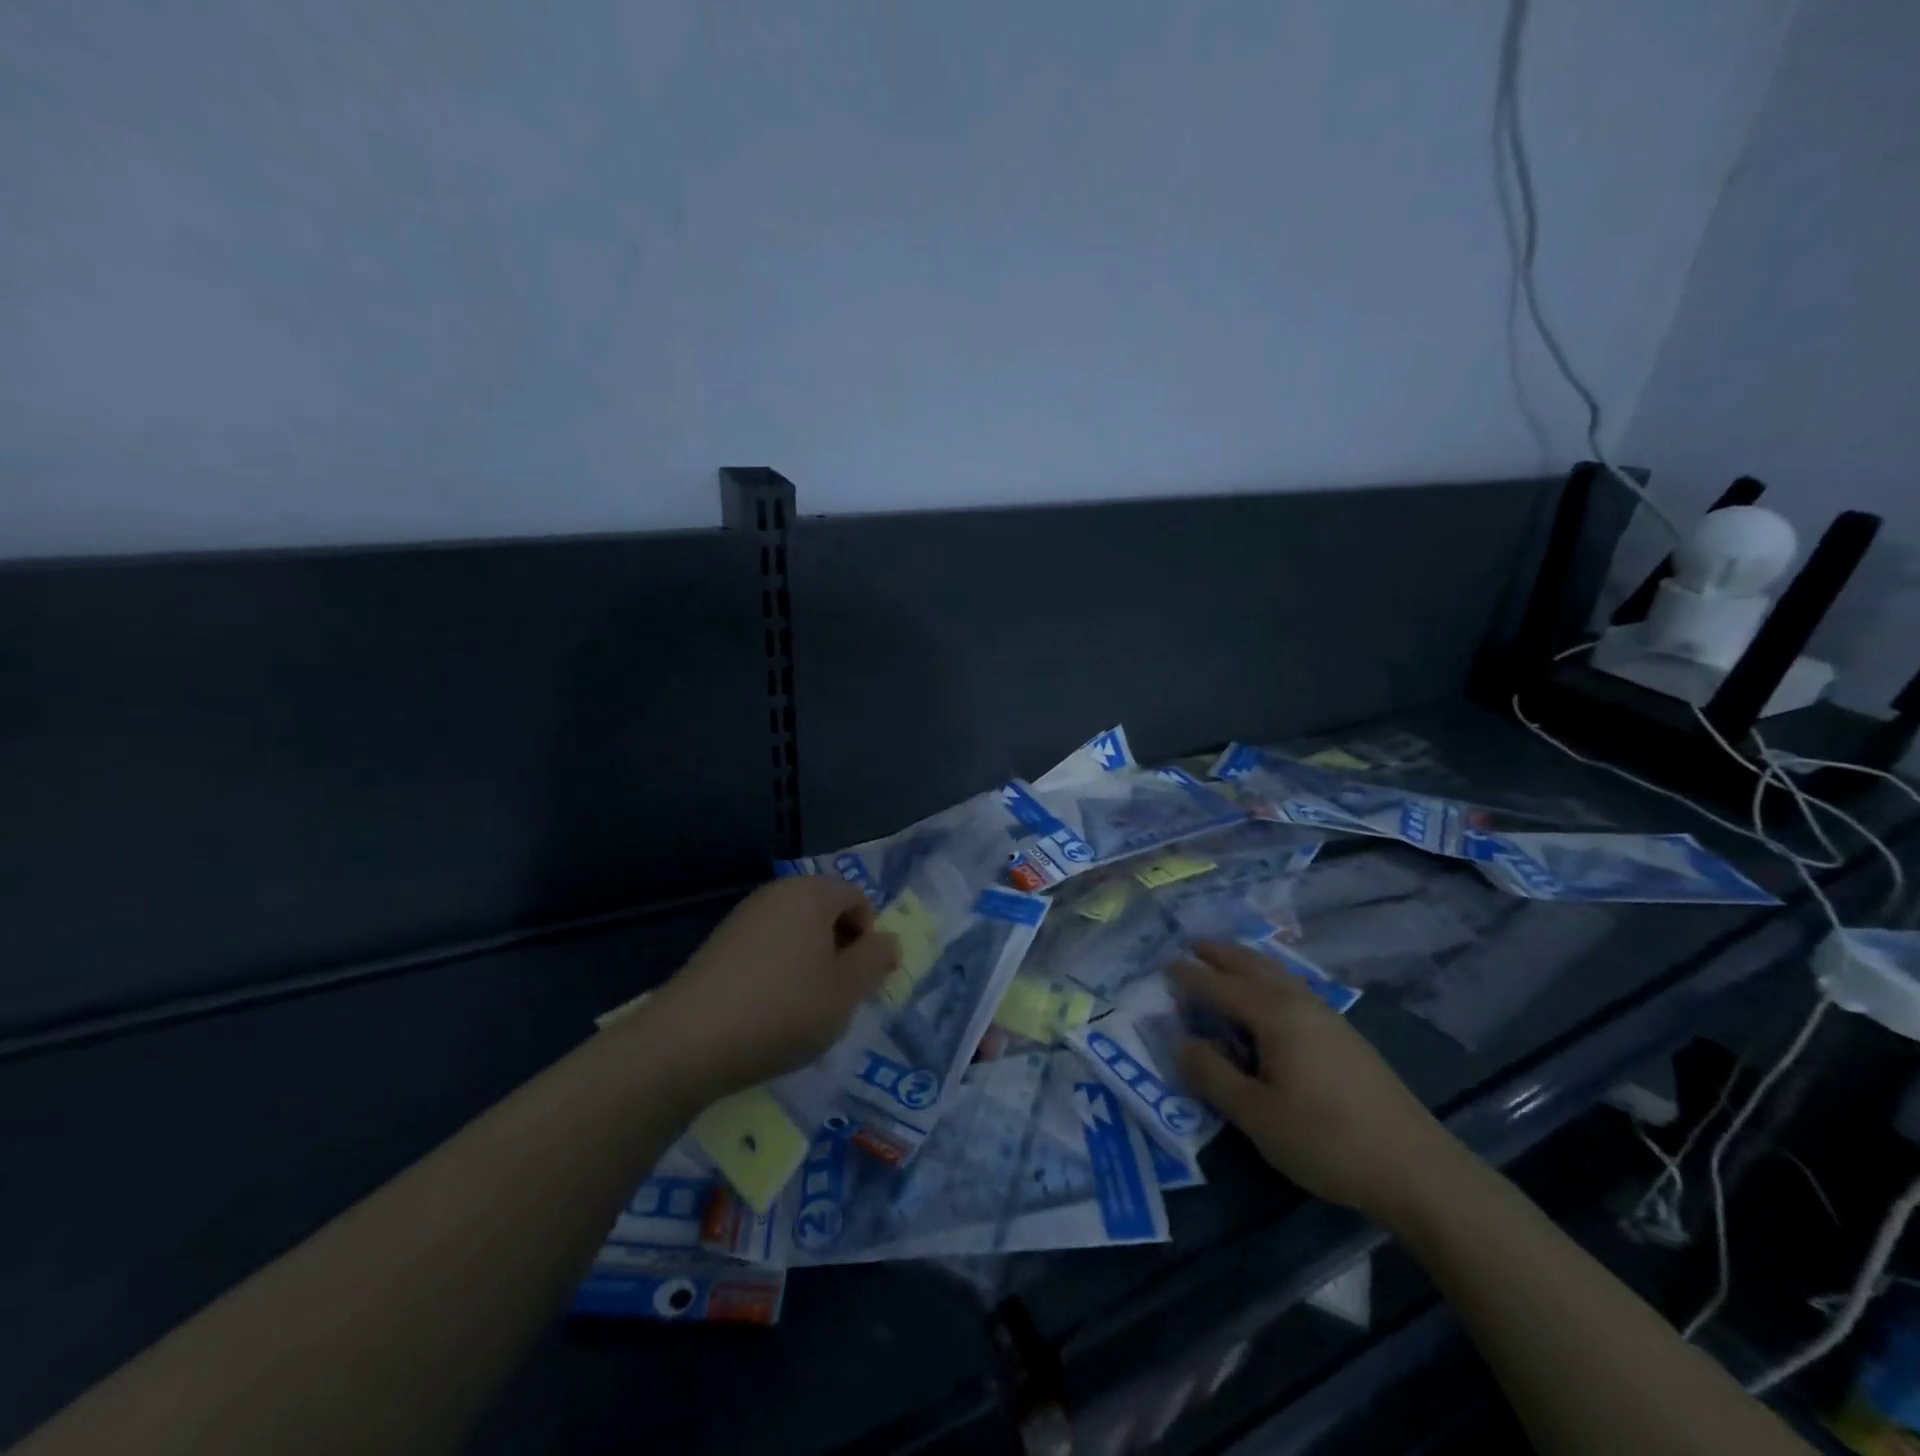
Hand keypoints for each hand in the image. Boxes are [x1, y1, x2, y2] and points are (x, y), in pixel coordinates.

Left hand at [648, 877, 898, 1098]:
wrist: (688, 1042)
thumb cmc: (784, 1009)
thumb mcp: (846, 990)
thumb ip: (876, 960)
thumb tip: (887, 940)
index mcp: (812, 893)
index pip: (858, 898)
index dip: (868, 937)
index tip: (861, 981)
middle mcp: (776, 893)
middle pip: (825, 912)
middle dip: (840, 950)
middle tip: (837, 997)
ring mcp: (742, 918)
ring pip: (796, 933)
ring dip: (810, 965)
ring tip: (803, 1011)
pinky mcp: (718, 946)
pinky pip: (766, 950)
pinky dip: (778, 974)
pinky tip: (768, 1013)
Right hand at [1170, 943, 1463, 1224]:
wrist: (1418, 1169)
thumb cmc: (1328, 1140)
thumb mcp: (1257, 1115)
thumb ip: (1213, 1076)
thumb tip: (1182, 1043)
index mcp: (1275, 1015)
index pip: (1220, 986)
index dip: (1190, 977)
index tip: (1163, 967)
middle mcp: (1300, 1003)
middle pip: (1253, 966)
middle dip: (1221, 953)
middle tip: (1192, 944)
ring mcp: (1328, 1018)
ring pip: (1278, 974)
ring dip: (1247, 961)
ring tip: (1226, 959)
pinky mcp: (1346, 1037)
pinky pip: (1294, 988)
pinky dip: (1269, 978)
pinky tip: (1272, 995)